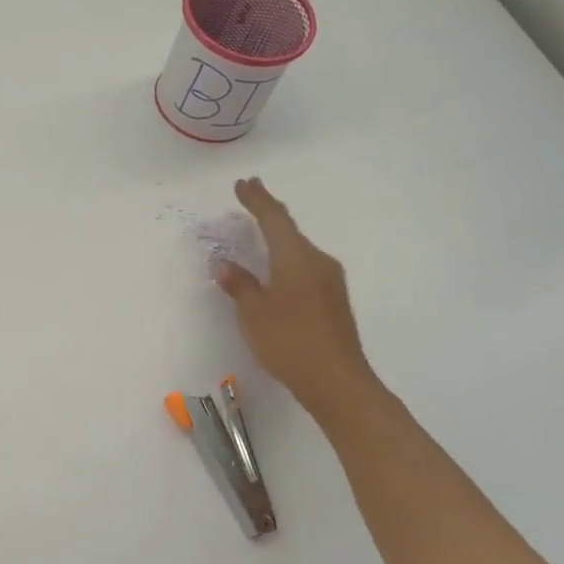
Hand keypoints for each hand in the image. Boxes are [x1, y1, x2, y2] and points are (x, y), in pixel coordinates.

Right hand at [215, 177, 380, 425]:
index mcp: (296, 256)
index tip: (244, 183)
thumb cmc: (288, 340)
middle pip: (290, 230)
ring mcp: (330, 281)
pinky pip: (305, 267)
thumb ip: (240, 285)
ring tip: (260, 232)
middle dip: (269, 214)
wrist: (336, 380)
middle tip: (250, 197)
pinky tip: (277, 270)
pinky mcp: (333, 300)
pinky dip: (287, 260)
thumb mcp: (253, 312)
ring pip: (299, 250)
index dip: (257, 200)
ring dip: (279, 238)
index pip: (274, 218)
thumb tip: (227, 265)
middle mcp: (317, 261)